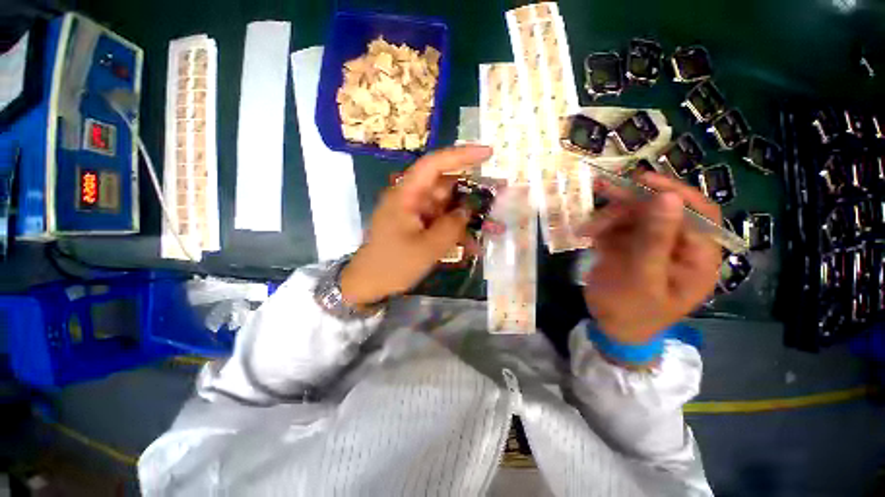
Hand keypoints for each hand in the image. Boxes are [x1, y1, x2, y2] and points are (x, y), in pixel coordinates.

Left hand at [340, 145, 492, 306]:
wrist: (369, 283)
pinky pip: (440, 222)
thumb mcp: (427, 248)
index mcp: (406, 194)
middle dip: (470, 192)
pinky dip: (455, 231)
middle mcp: (410, 197)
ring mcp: (414, 212)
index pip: (434, 164)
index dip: (461, 155)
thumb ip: (451, 226)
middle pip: (444, 186)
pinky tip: (472, 246)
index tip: (488, 153)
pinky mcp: (417, 225)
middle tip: (498, 196)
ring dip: (466, 217)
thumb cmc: (393, 265)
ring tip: (491, 228)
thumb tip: (468, 209)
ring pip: (446, 206)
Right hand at [580, 173, 721, 344]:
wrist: (609, 328)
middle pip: (662, 210)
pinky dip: (601, 227)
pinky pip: (617, 227)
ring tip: (587, 229)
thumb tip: (669, 197)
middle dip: (632, 203)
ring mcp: (652, 245)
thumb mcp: (642, 278)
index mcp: (697, 258)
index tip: (642, 181)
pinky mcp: (630, 247)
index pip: (698, 214)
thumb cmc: (631, 311)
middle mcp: (678, 246)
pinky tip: (587, 235)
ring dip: (610, 218)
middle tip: (604, 192)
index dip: (675, 193)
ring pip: (635, 216)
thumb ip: (655, 239)